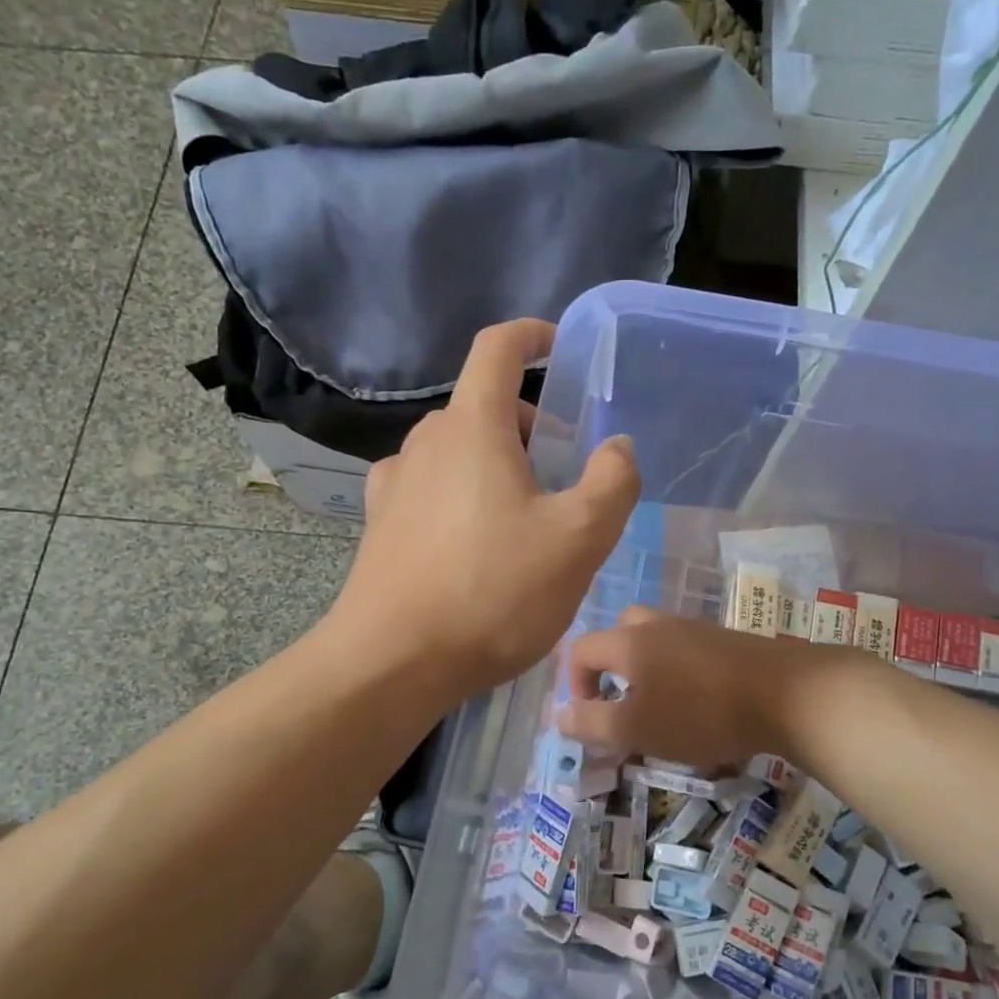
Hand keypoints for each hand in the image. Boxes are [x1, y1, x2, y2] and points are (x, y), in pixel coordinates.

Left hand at [328, 319, 640, 700]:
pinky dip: (460, 494)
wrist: (393, 662)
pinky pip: (430, 488)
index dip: (531, 336)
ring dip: (495, 464)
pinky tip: (473, 540)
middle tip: (562, 476)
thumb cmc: (492, 592)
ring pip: (457, 451)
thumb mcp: (578, 539)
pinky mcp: (380, 524)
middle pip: (484, 408)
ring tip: (524, 519)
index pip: (497, 348)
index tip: (558, 348)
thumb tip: (617, 447)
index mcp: (472, 428)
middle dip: (529, 427)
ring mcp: (395, 484)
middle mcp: (426, 443)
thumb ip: (612, 482)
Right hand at [559, 607, 800, 769]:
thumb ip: (592, 723)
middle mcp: (657, 625)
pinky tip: (697, 702)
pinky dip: (677, 670)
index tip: (590, 718)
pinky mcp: (725, 639)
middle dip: (609, 667)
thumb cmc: (701, 713)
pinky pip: (685, 648)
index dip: (572, 683)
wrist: (787, 694)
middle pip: (618, 632)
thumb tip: (559, 716)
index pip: (580, 649)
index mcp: (628, 641)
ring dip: (645, 668)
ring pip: (654, 639)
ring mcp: (694, 628)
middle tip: (622, 702)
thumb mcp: (637, 728)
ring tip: (659, 706)